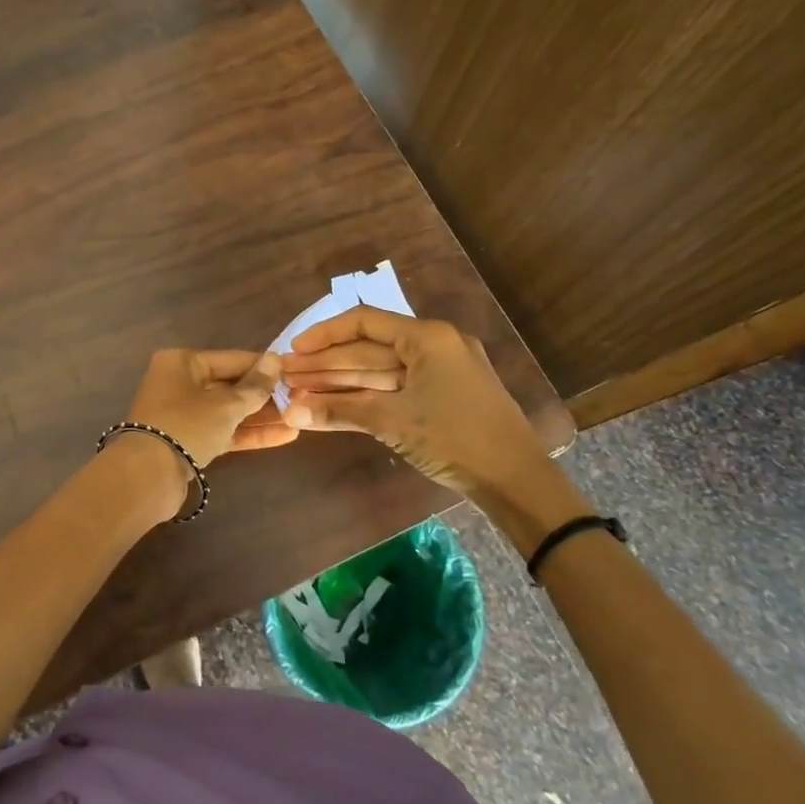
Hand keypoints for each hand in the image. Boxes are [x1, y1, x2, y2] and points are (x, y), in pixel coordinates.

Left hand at [125, 349, 294, 468]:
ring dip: (261, 416)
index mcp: (182, 362)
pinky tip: (284, 436)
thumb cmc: (187, 426)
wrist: (149, 476)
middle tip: (300, 398)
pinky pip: (224, 431)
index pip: (232, 359)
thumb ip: (254, 386)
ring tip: (298, 418)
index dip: (263, 367)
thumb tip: (276, 359)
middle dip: (264, 394)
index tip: (294, 372)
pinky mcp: (189, 441)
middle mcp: (180, 383)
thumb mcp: (226, 405)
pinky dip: (249, 433)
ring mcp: (184, 414)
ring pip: (228, 411)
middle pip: (230, 385)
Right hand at [278, 308, 588, 549]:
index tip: (292, 352)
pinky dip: (364, 397)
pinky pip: (394, 388)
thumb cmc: (455, 438)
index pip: (363, 322)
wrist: (518, 481)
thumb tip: (288, 412)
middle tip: (286, 377)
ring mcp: (441, 371)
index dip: (323, 335)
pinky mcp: (444, 396)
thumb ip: (338, 410)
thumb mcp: (391, 422)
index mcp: (427, 337)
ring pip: (379, 371)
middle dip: (325, 364)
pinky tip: (332, 405)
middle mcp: (434, 345)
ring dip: (340, 382)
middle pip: (367, 348)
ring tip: (300, 392)